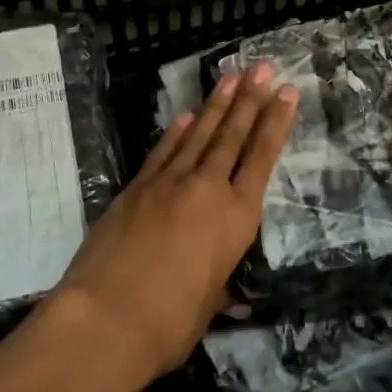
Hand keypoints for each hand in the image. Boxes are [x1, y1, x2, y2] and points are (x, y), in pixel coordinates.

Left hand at [53, 64, 297, 380]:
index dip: (276, 123)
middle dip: (250, 98)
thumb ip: (217, 286)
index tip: (287, 92)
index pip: (261, 158)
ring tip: (231, 76)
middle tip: (262, 67)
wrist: (105, 318)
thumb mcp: (208, 307)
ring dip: (217, 104)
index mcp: (236, 218)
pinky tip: (187, 115)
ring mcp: (168, 183)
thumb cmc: (169, 323)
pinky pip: (164, 151)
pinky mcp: (136, 187)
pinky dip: (177, 131)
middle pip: (233, 135)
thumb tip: (226, 292)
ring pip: (200, 134)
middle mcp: (207, 189)